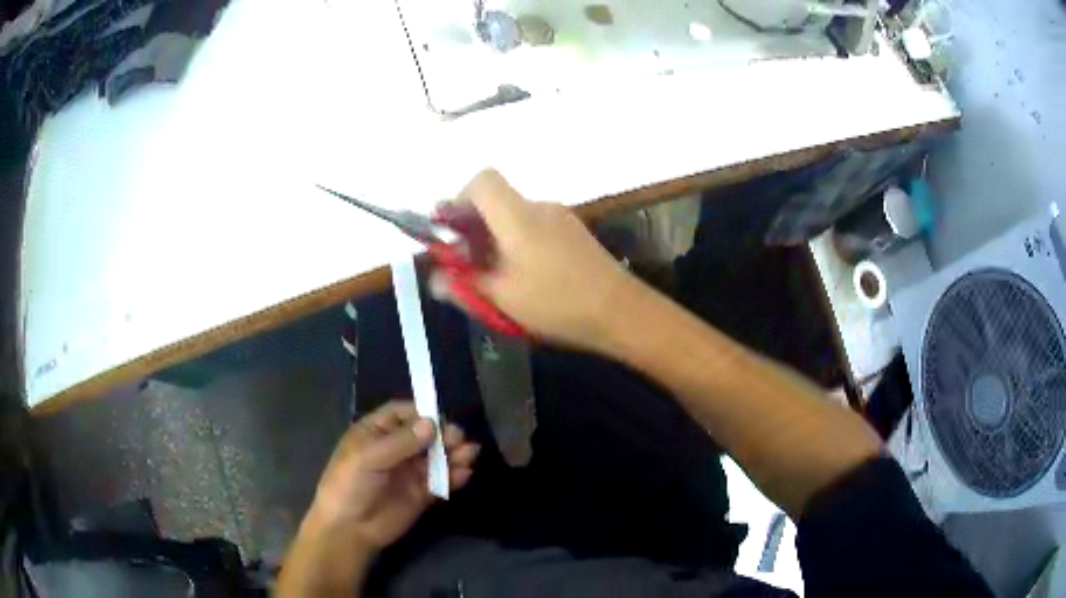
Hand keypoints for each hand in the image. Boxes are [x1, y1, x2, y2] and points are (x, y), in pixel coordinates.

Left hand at [309, 400, 479, 549]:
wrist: (349, 528)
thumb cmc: (349, 484)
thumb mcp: (368, 457)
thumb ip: (401, 442)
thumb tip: (432, 424)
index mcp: (376, 432)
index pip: (402, 414)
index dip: (421, 413)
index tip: (440, 417)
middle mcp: (395, 448)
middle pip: (424, 434)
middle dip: (443, 434)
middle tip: (459, 438)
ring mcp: (409, 471)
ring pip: (436, 457)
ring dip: (454, 454)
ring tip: (469, 454)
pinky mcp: (421, 494)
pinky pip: (441, 480)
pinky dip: (455, 476)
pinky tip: (464, 474)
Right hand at [433, 169, 633, 350]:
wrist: (622, 312)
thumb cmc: (557, 303)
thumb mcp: (502, 299)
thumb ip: (463, 285)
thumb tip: (435, 279)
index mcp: (517, 215)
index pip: (482, 180)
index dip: (459, 199)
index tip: (451, 232)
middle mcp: (539, 207)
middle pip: (497, 200)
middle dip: (474, 228)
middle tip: (468, 265)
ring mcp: (561, 219)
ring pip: (516, 217)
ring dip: (497, 239)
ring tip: (497, 278)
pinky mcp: (576, 234)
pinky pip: (536, 228)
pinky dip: (520, 244)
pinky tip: (527, 278)